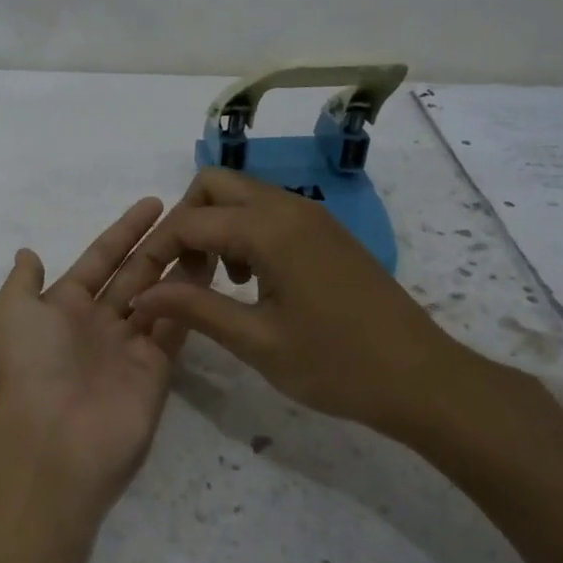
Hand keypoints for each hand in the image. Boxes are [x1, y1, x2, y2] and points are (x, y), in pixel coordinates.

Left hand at [0, 198, 205, 515]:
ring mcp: (130, 345)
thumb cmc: (33, 365)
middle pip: (135, 273)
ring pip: (161, 296)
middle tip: (192, 217)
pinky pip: (175, 326)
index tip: (153, 204)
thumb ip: (23, 281)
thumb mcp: (12, 313)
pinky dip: (191, 302)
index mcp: (65, 305)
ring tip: (209, 238)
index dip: (125, 231)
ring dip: (181, 268)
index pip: (101, 259)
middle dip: (159, 245)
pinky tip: (210, 273)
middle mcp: (99, 322)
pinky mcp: (156, 368)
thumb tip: (28, 253)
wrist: (56, 437)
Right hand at [126, 168, 509, 443]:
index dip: (157, 250)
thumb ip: (194, 309)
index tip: (141, 286)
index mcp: (270, 229)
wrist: (421, 378)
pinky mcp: (326, 231)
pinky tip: (252, 281)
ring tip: (216, 281)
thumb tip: (141, 295)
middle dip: (185, 222)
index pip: (190, 220)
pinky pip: (269, 211)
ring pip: (242, 195)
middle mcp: (289, 207)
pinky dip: (244, 232)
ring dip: (216, 226)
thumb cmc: (336, 365)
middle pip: (214, 185)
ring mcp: (312, 215)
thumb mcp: (256, 341)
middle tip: (184, 274)